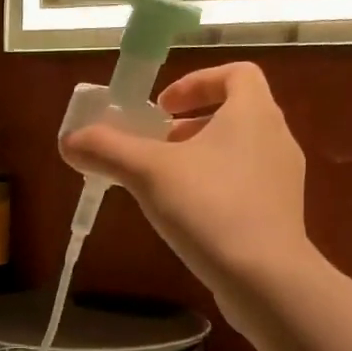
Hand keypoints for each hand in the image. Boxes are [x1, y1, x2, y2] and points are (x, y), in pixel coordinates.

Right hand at [60, 62, 309, 301]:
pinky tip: (189, 219)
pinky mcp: (281, 216)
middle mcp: (277, 138)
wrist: (265, 277)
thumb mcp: (148, 173)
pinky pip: (246, 188)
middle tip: (156, 147)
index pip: (237, 73)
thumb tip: (68, 141)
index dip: (197, 82)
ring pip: (240, 153)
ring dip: (202, 159)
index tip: (163, 106)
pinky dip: (216, 190)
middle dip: (191, 126)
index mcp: (254, 112)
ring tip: (166, 185)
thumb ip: (107, 150)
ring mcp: (283, 180)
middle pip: (235, 114)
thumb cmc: (210, 208)